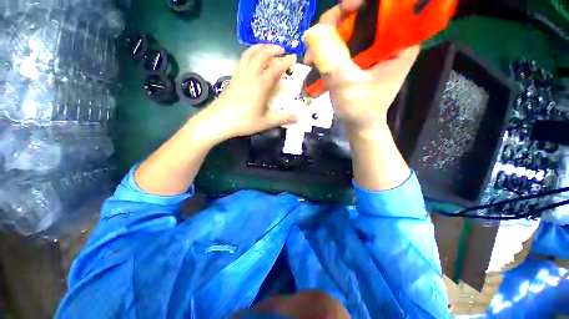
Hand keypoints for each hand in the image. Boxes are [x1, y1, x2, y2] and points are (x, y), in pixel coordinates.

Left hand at [194, 44, 296, 142]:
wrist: (219, 120)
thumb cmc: (244, 122)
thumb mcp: (266, 122)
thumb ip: (282, 118)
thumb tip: (298, 118)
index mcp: (261, 85)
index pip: (276, 67)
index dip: (286, 61)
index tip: (294, 58)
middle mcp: (251, 75)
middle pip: (263, 54)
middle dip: (274, 49)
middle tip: (284, 50)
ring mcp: (240, 74)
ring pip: (251, 53)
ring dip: (261, 47)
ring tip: (269, 48)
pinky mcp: (233, 77)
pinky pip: (243, 59)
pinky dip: (250, 53)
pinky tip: (254, 58)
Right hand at [303, 1, 418, 133]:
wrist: (359, 125)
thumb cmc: (359, 110)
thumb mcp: (346, 87)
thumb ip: (331, 60)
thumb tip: (312, 31)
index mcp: (400, 43)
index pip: (389, 6)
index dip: (365, 2)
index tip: (345, 8)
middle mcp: (389, 39)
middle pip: (364, 12)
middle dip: (337, 22)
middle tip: (316, 41)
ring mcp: (374, 47)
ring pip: (350, 25)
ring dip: (327, 38)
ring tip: (311, 58)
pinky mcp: (361, 55)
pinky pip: (343, 41)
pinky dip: (327, 48)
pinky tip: (315, 60)